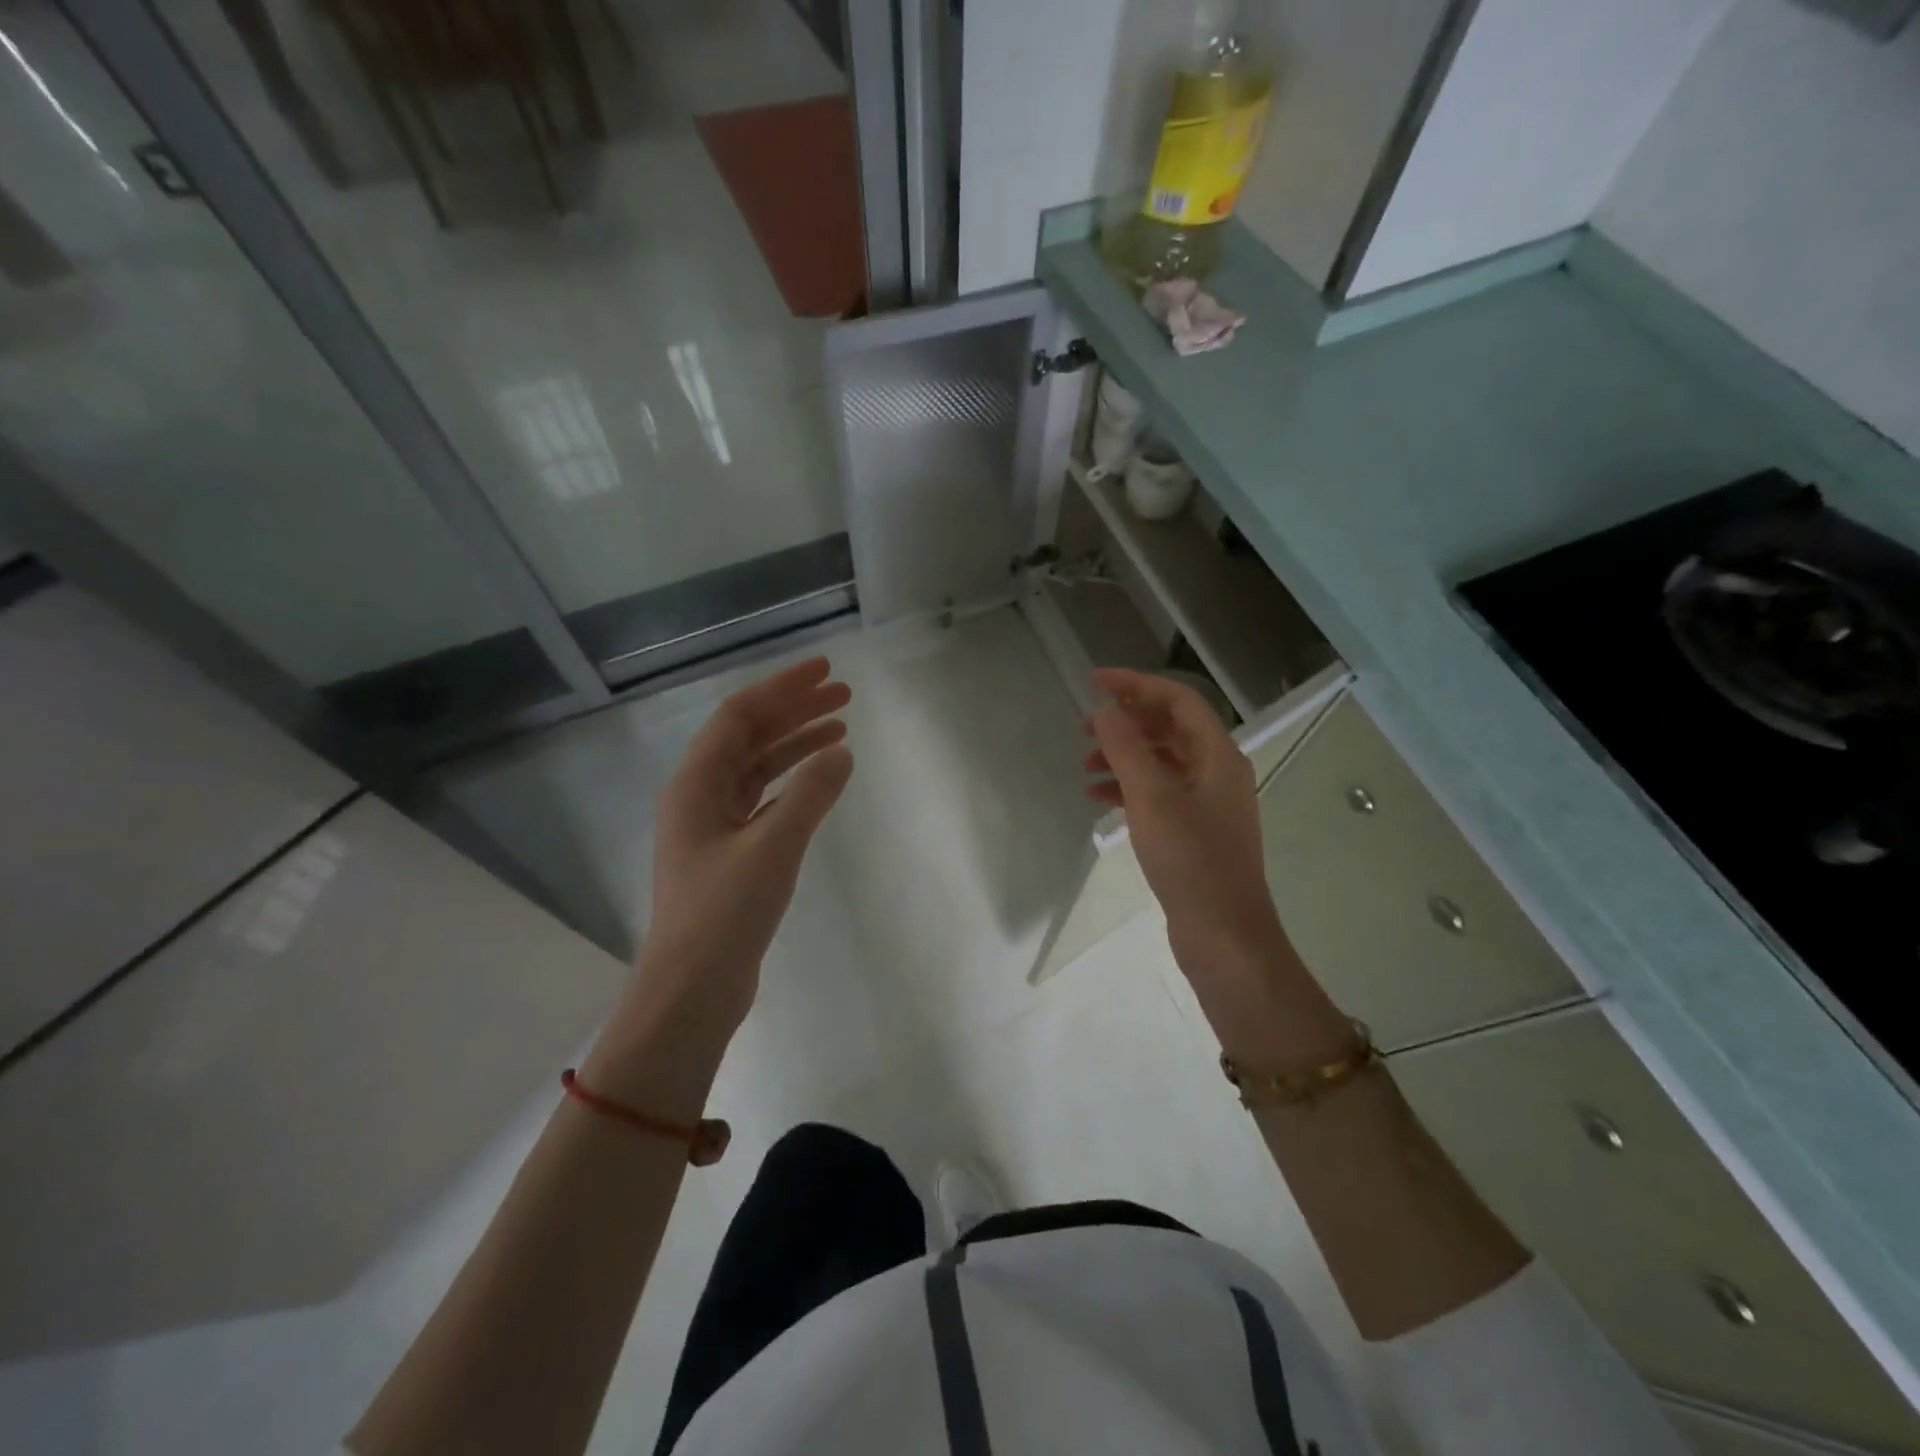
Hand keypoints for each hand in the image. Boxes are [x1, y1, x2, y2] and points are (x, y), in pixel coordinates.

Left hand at [627, 657, 853, 1046]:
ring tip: (841, 729)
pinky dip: (793, 782)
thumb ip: (811, 794)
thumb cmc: (725, 914)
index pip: (740, 716)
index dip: (783, 687)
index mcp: (696, 784)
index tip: (826, 671)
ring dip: (796, 744)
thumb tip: (841, 752)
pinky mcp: (728, 851)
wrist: (692, 990)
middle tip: (843, 696)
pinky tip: (821, 780)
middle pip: (748, 736)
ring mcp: (712, 825)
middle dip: (794, 710)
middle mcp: (698, 795)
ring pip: (757, 767)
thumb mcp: (773, 848)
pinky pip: (763, 798)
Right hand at [1084, 668, 1287, 982]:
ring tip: (1084, 766)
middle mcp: (1217, 772)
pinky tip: (1099, 800)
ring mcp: (1208, 803)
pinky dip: (1129, 789)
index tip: (1094, 681)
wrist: (1224, 936)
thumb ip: (1126, 748)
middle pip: (1170, 728)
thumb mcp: (1152, 798)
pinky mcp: (1195, 831)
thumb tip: (1105, 709)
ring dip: (1123, 757)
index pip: (1177, 700)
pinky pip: (1159, 794)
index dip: (1136, 684)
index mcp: (1218, 756)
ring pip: (1161, 762)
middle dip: (1126, 722)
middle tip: (1084, 727)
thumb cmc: (1191, 861)